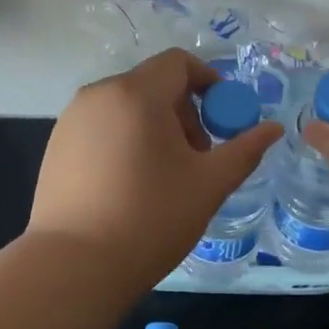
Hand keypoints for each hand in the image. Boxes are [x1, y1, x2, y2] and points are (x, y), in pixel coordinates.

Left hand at [29, 49, 283, 288]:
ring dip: (153, 126)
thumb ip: (244, 150)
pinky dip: (124, 139)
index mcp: (136, 93)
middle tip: (196, 157)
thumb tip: (273, 128)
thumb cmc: (150, 218)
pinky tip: (128, 185)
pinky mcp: (55, 145)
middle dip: (183, 111)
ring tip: (163, 175)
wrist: (74, 265)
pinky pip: (101, 126)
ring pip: (125, 106)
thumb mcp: (208, 185)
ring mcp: (71, 119)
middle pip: (152, 84)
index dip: (208, 82)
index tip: (222, 119)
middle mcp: (98, 94)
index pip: (178, 63)